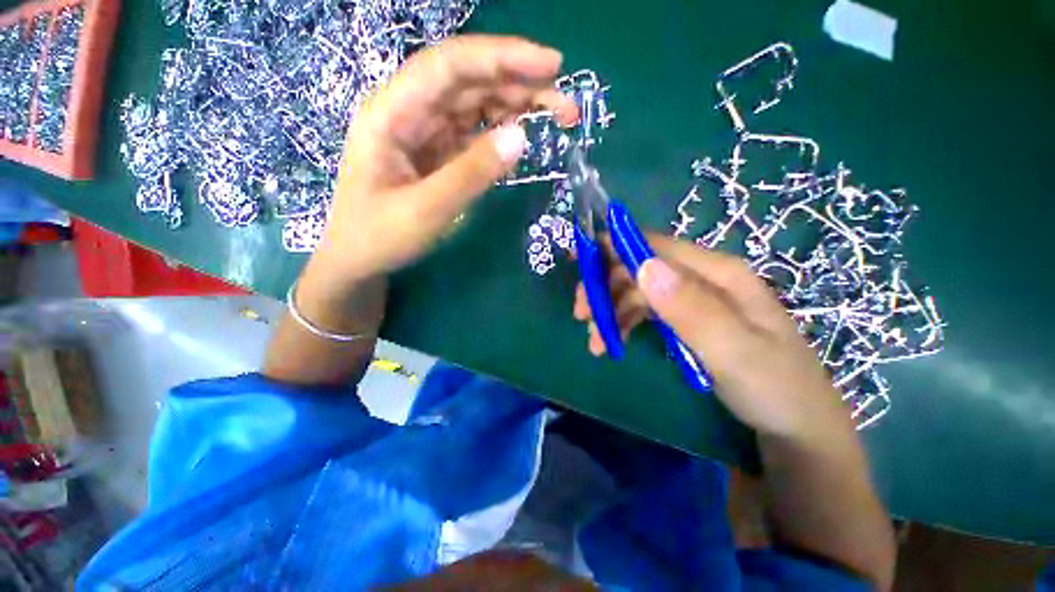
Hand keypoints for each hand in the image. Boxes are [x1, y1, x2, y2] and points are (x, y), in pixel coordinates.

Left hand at [308, 35, 577, 285]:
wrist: (360, 259)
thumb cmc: (380, 236)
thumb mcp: (426, 210)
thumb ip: (471, 173)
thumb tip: (521, 137)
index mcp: (392, 112)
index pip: (450, 66)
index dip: (501, 58)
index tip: (551, 65)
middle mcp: (409, 110)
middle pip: (469, 80)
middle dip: (520, 84)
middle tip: (566, 105)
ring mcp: (425, 130)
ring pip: (475, 103)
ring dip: (516, 105)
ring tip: (556, 117)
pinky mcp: (438, 151)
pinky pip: (474, 132)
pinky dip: (501, 131)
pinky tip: (522, 137)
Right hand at [573, 235, 849, 437]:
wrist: (796, 431)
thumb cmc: (773, 390)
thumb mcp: (735, 351)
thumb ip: (691, 308)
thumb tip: (644, 266)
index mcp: (719, 273)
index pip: (656, 247)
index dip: (614, 248)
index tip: (578, 261)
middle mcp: (703, 279)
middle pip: (641, 269)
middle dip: (606, 287)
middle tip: (581, 314)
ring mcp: (694, 300)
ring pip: (639, 292)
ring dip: (611, 311)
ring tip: (595, 341)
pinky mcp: (687, 321)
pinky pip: (646, 312)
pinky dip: (624, 324)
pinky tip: (613, 342)